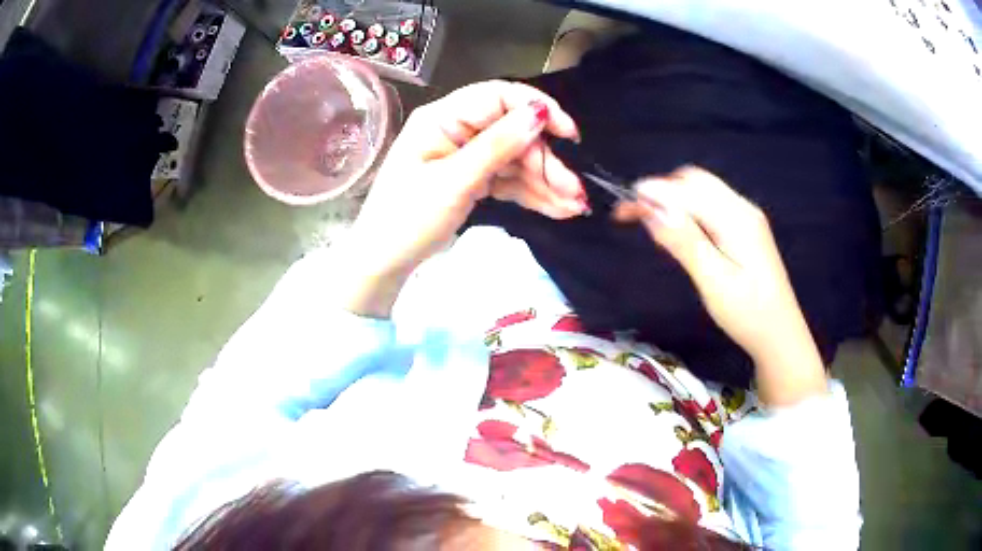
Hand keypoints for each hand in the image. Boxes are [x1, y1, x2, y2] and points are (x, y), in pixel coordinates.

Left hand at [335, 81, 586, 317]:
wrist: (383, 264)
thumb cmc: (407, 221)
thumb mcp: (453, 183)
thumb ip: (497, 146)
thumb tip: (539, 112)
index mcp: (442, 119)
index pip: (498, 97)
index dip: (537, 109)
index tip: (568, 135)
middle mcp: (456, 130)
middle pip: (513, 133)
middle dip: (546, 162)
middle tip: (574, 192)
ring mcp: (465, 156)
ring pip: (516, 159)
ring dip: (546, 182)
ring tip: (573, 207)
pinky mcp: (472, 179)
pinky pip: (508, 180)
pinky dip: (531, 193)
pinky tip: (557, 208)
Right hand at [615, 167, 826, 405]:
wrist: (780, 335)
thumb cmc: (748, 315)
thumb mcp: (714, 282)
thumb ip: (685, 242)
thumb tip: (652, 210)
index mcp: (737, 219)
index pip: (687, 190)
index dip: (652, 193)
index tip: (622, 209)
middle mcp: (743, 208)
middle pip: (695, 180)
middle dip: (661, 189)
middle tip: (632, 214)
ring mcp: (746, 217)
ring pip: (703, 190)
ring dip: (673, 198)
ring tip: (649, 221)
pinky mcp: (746, 229)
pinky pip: (711, 205)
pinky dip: (688, 209)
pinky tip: (679, 229)